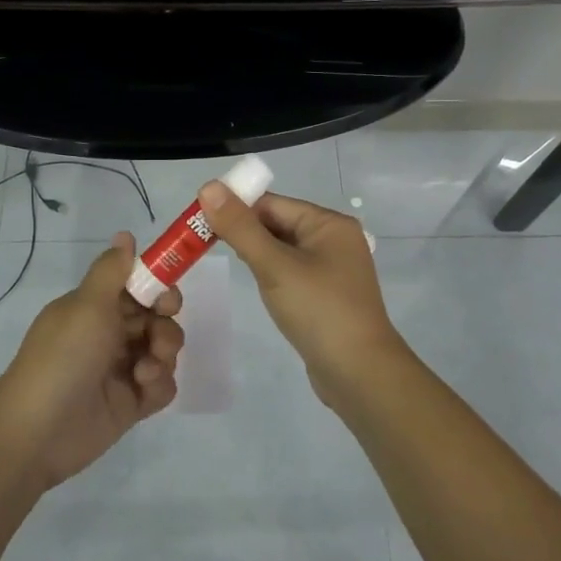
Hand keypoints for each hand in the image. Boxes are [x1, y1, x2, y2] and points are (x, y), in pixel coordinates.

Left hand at [0, 233, 183, 488]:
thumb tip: (125, 234)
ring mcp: (121, 369)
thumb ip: (112, 270)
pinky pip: (162, 386)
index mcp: (95, 308)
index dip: (157, 289)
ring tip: (144, 371)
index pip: (137, 287)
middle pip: (157, 318)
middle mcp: (109, 334)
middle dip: (165, 325)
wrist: (38, 431)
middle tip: (157, 337)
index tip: (165, 299)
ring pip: (163, 351)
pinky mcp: (131, 403)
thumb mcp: (87, 305)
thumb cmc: (63, 357)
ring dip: (163, 355)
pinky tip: (143, 390)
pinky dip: (159, 385)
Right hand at [196, 184, 406, 407]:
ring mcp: (334, 270)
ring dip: (257, 254)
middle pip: (279, 224)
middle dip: (245, 232)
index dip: (236, 209)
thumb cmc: (318, 311)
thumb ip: (240, 227)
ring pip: (284, 250)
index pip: (273, 203)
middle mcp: (335, 240)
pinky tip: (259, 288)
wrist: (360, 374)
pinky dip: (272, 274)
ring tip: (227, 264)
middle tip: (204, 245)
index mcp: (329, 224)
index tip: (200, 223)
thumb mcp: (274, 266)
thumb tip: (208, 186)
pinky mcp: (328, 296)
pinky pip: (293, 273)